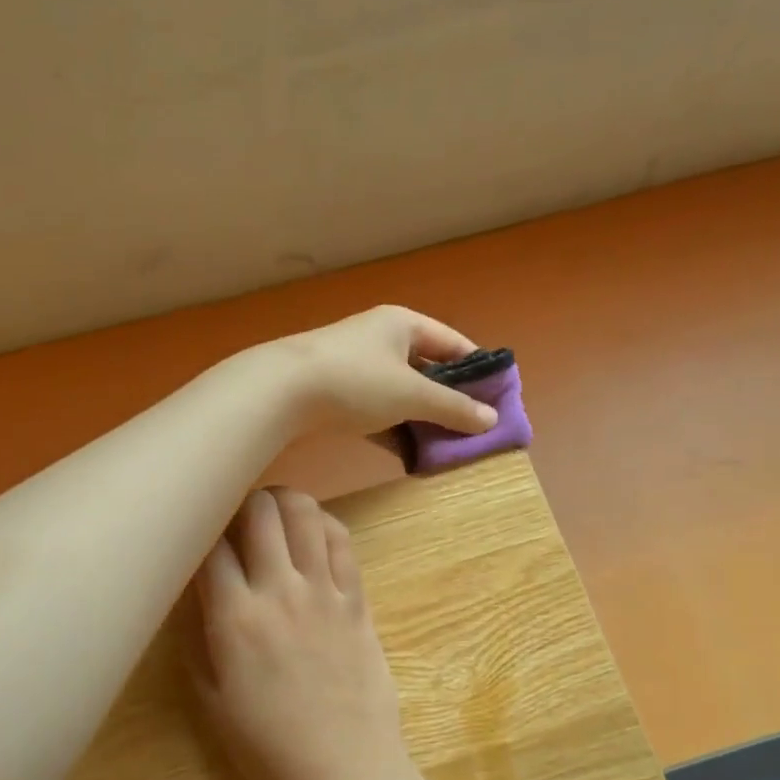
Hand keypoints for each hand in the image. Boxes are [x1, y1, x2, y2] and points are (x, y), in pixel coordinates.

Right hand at [192, 487, 421, 779]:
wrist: (345, 774)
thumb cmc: (268, 747)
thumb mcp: (211, 699)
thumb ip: (198, 636)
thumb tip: (192, 589)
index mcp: (236, 619)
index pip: (210, 546)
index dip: (198, 529)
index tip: (195, 532)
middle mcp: (280, 592)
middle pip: (259, 511)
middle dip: (241, 502)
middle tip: (235, 517)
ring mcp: (324, 592)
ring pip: (305, 513)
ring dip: (284, 501)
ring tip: (273, 514)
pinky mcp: (357, 600)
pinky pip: (342, 541)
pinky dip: (323, 524)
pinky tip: (311, 534)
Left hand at [274, 306, 497, 437]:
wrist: (280, 391)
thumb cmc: (355, 380)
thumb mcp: (411, 394)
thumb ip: (453, 407)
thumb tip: (492, 420)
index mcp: (403, 324)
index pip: (454, 343)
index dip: (478, 369)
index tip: (499, 399)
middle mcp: (380, 339)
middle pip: (427, 369)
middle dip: (449, 400)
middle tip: (474, 430)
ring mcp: (355, 366)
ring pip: (400, 393)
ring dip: (421, 419)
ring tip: (446, 448)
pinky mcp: (336, 393)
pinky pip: (376, 410)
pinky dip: (393, 429)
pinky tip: (409, 455)